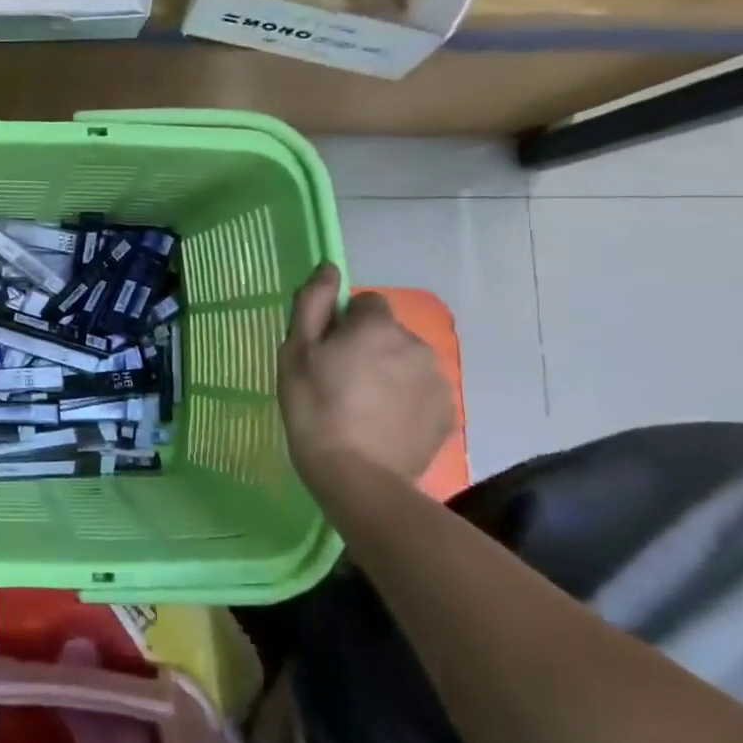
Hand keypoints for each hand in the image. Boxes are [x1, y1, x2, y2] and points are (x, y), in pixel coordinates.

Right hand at [278, 264, 453, 496]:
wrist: (356, 475)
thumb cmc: (314, 407)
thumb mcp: (295, 351)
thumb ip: (312, 303)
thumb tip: (328, 268)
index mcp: (377, 326)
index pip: (365, 303)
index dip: (343, 322)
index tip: (326, 351)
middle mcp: (415, 344)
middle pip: (388, 333)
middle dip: (369, 348)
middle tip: (340, 381)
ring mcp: (437, 381)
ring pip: (407, 363)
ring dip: (389, 373)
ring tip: (363, 407)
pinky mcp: (447, 414)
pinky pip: (422, 393)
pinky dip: (406, 401)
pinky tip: (383, 424)